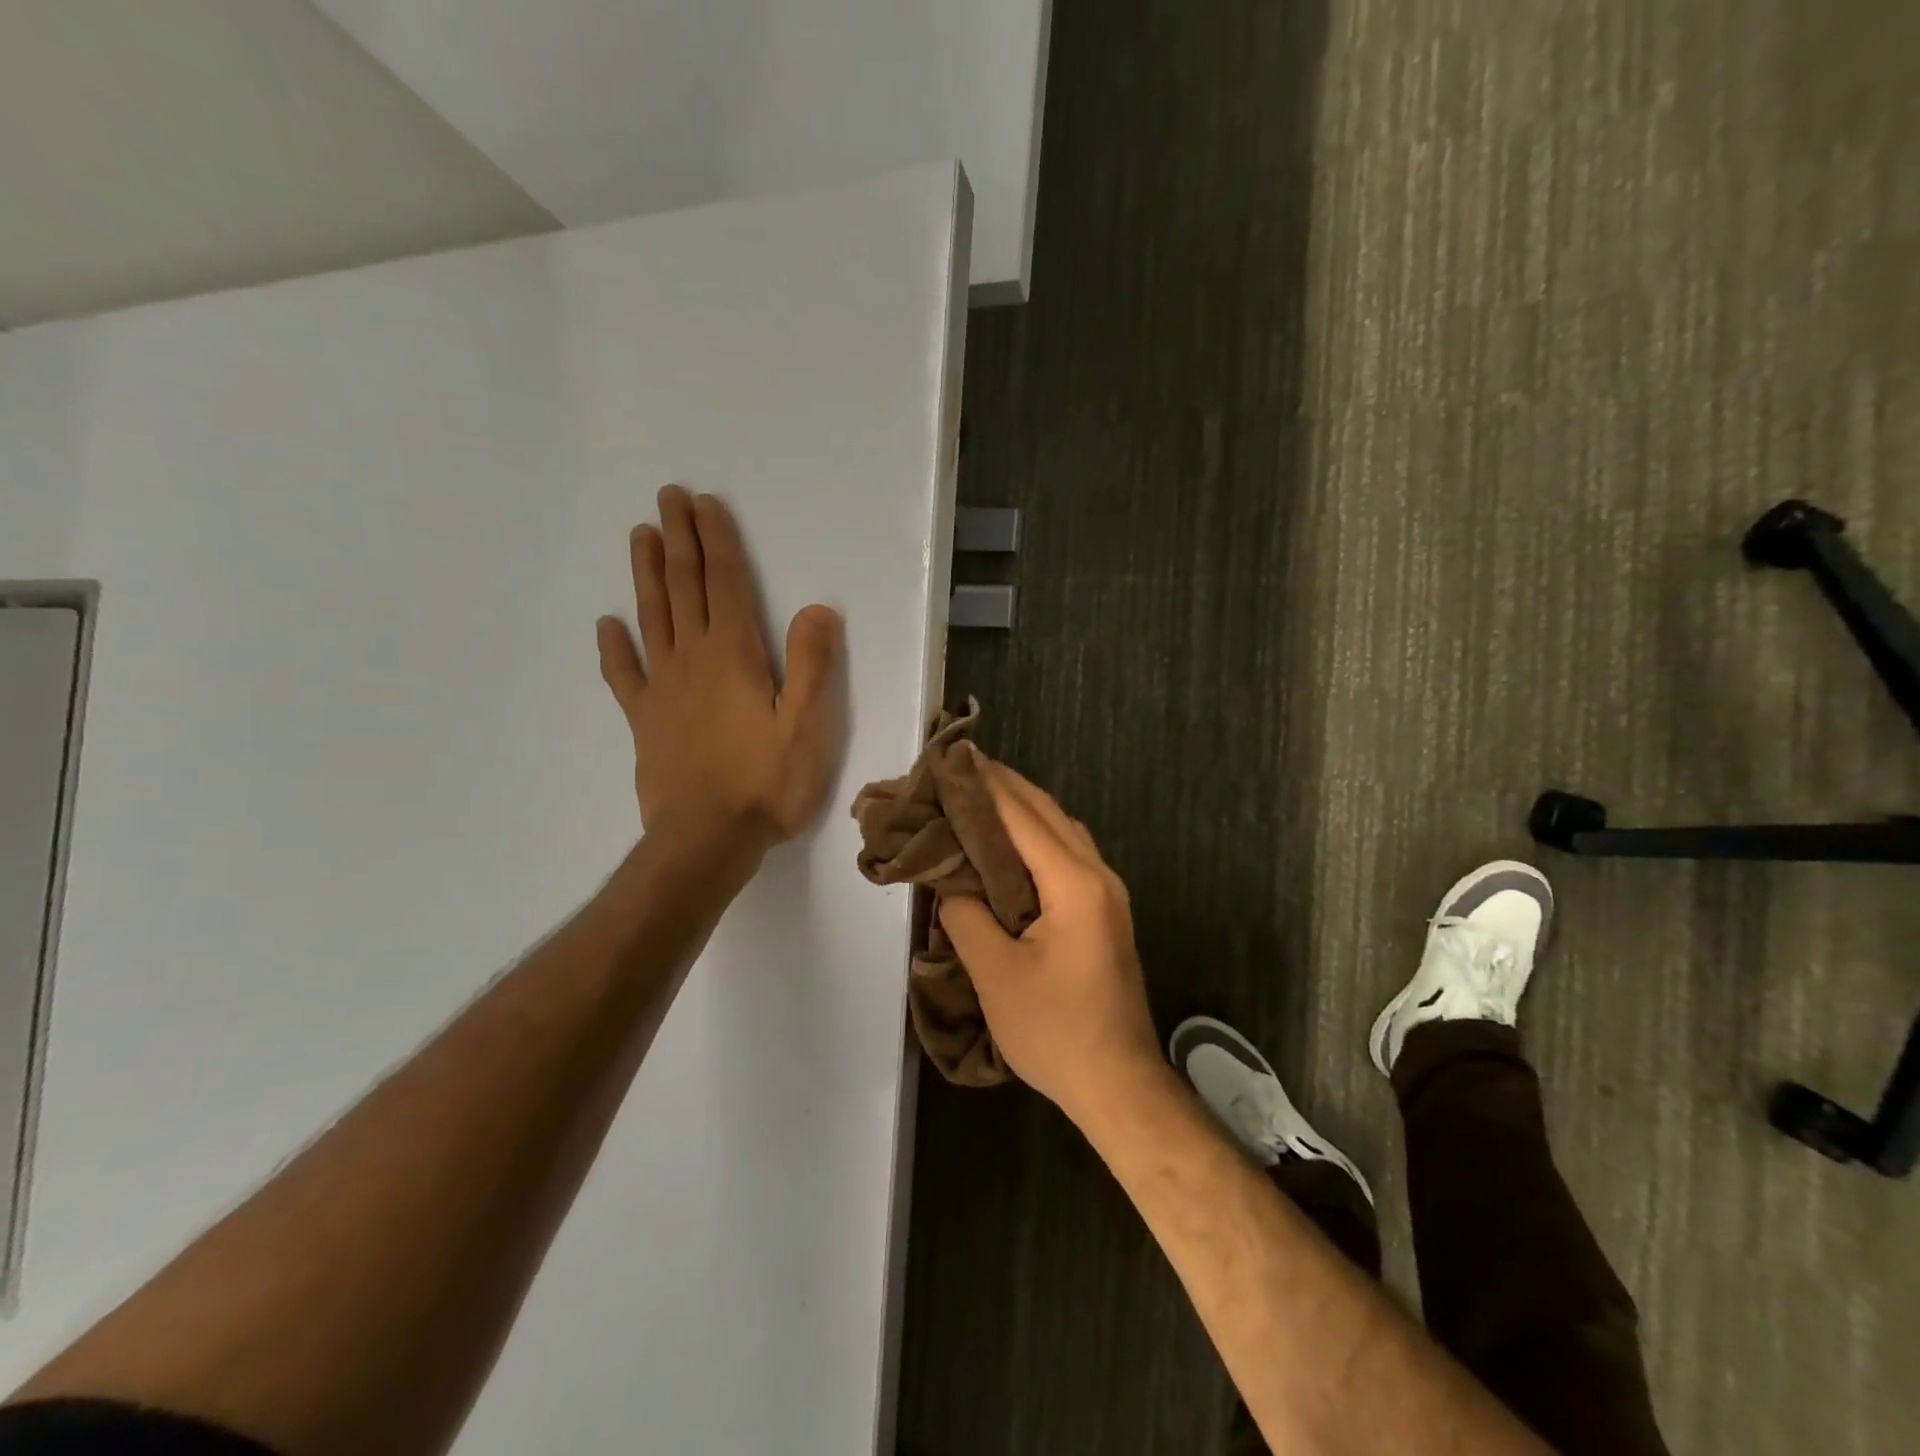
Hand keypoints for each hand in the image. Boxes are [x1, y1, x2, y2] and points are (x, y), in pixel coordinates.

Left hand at [596, 485, 843, 850]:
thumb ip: (812, 664)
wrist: (707, 840)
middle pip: (683, 587)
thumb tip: (817, 609)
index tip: (704, 503)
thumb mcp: (808, 725)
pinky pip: (624, 675)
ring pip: (652, 618)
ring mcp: (663, 689)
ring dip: (647, 574)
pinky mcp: (645, 721)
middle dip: (678, 539)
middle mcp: (693, 659)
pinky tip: (608, 625)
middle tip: (666, 497)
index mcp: (734, 655)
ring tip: (641, 536)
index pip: (725, 583)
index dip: (717, 540)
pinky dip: (615, 647)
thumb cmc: (767, 783)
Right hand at [938, 762, 1163, 1123]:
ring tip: (977, 795)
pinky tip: (1009, 842)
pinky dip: (1036, 835)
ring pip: (1061, 829)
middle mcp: (1097, 874)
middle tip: (958, 769)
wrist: (1118, 1082)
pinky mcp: (1105, 909)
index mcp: (1073, 883)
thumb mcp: (996, 975)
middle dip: (1003, 786)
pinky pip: (1068, 852)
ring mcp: (1108, 891)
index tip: (949, 760)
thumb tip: (949, 879)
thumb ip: (967, 915)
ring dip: (1022, 807)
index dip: (984, 785)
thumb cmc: (1055, 1031)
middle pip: (1047, 812)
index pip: (1022, 816)